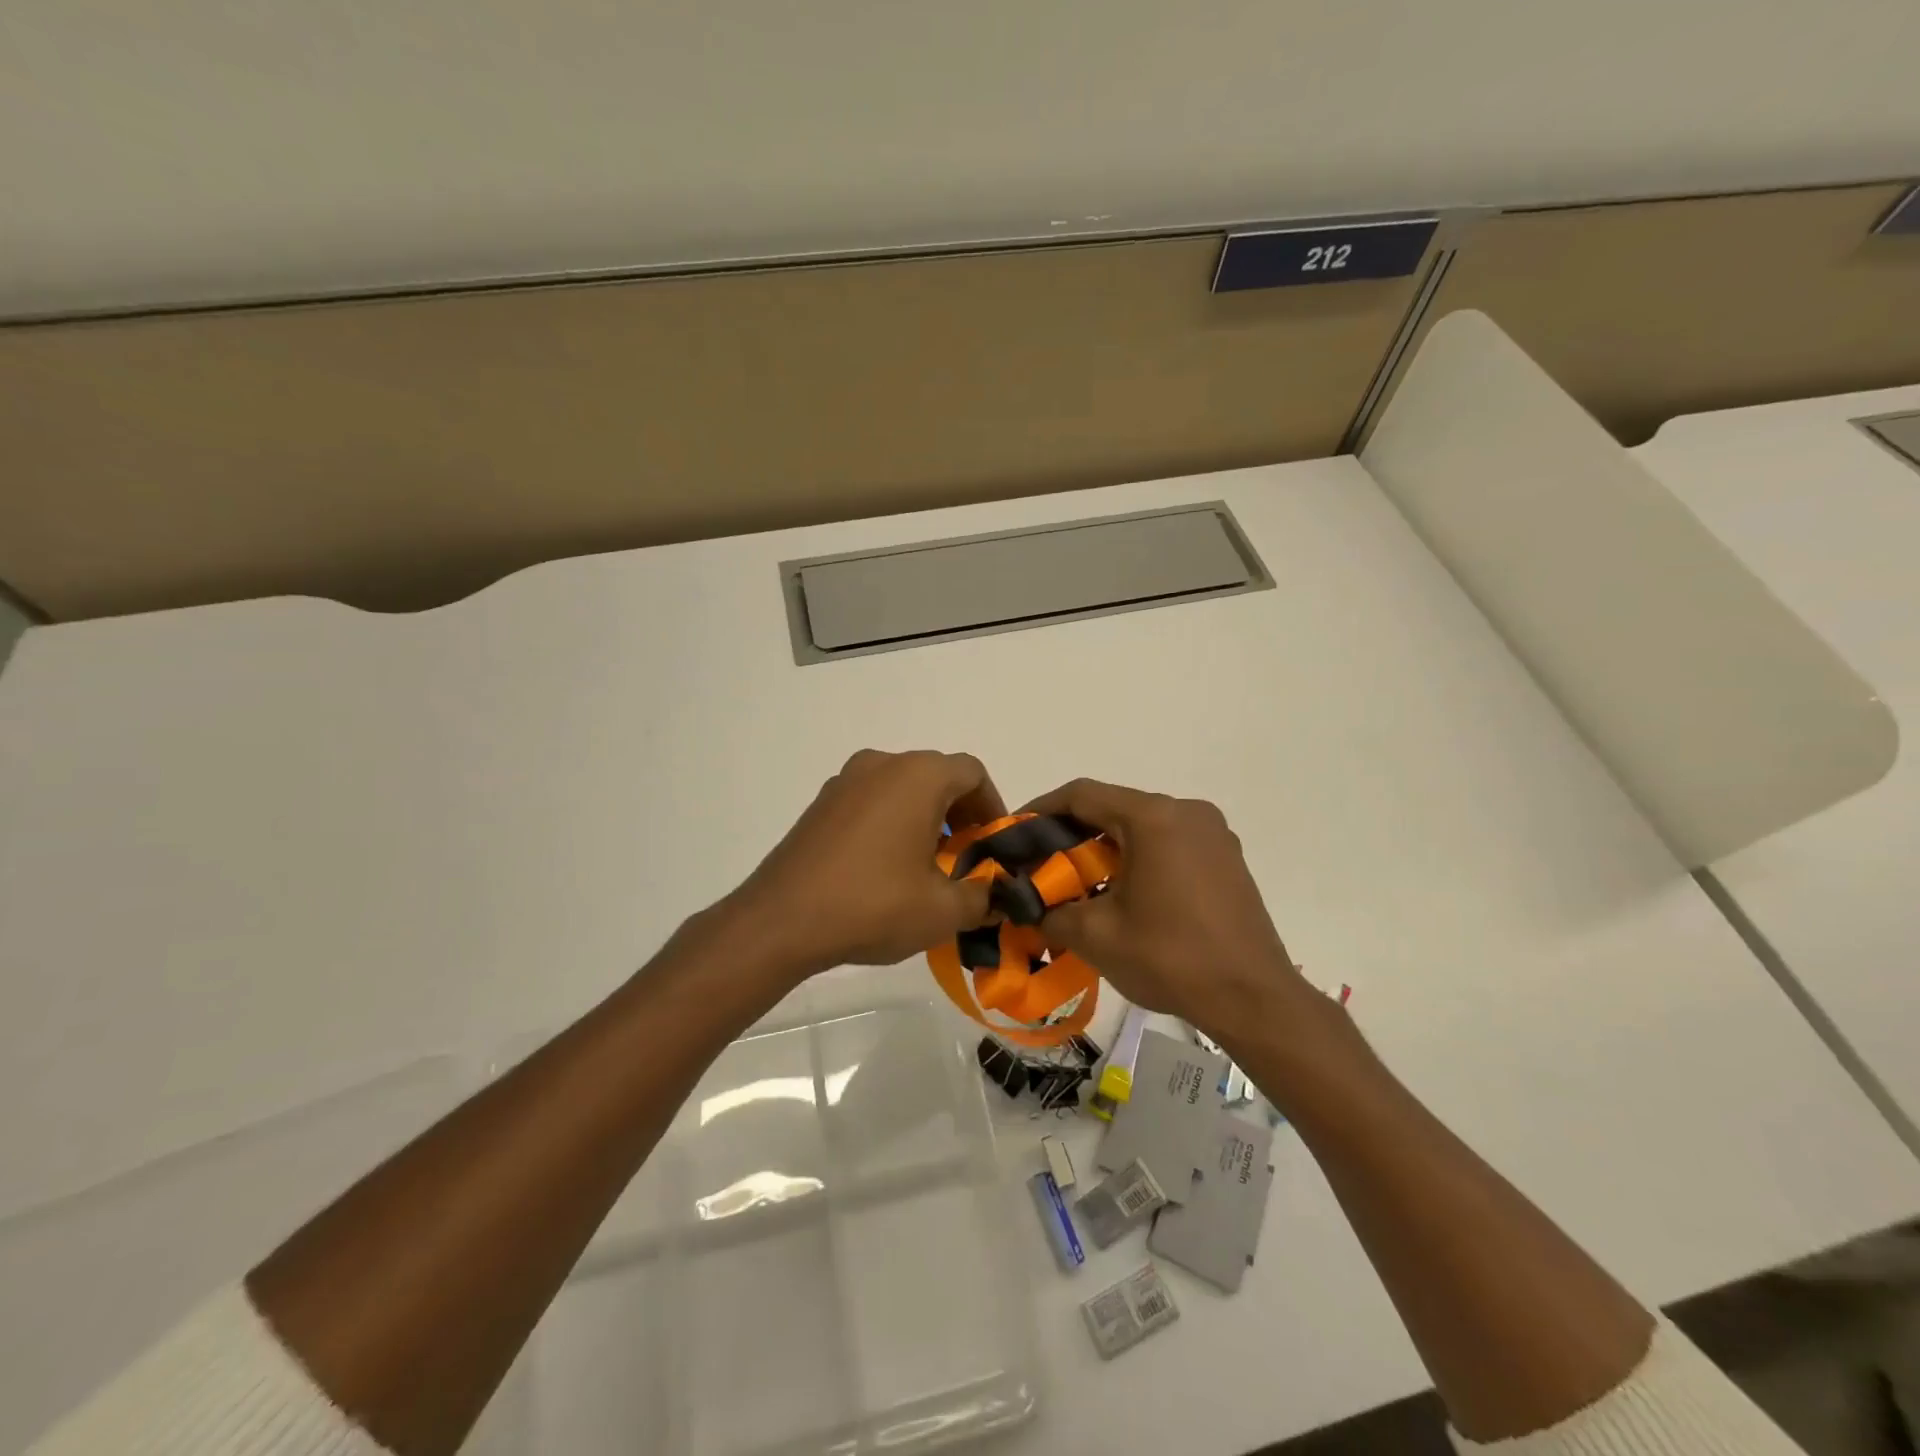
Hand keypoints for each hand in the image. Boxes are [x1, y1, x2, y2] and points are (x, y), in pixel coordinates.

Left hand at [730, 749, 1006, 977]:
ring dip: (924, 817)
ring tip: (927, 866)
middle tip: (965, 858)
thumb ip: (982, 898)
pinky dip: (891, 821)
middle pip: (937, 776)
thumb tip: (997, 894)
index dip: (992, 807)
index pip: (972, 773)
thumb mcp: (942, 911)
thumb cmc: (873, 905)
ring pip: (902, 787)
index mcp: (918, 776)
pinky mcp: (821, 803)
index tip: (993, 845)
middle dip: (959, 814)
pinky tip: (885, 867)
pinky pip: (871, 800)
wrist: (781, 920)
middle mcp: (882, 764)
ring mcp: (845, 781)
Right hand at [1023, 779, 1308, 1035]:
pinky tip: (1124, 893)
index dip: (1041, 809)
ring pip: (1143, 826)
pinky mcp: (1227, 858)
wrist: (1254, 1000)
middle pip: (1114, 807)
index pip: (1082, 795)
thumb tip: (1026, 907)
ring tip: (1079, 881)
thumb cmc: (1171, 958)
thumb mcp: (1097, 936)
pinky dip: (1139, 857)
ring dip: (1106, 847)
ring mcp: (1213, 834)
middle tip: (1041, 864)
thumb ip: (1050, 911)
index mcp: (1153, 817)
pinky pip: (1170, 843)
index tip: (1014, 833)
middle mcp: (1186, 811)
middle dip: (1072, 833)